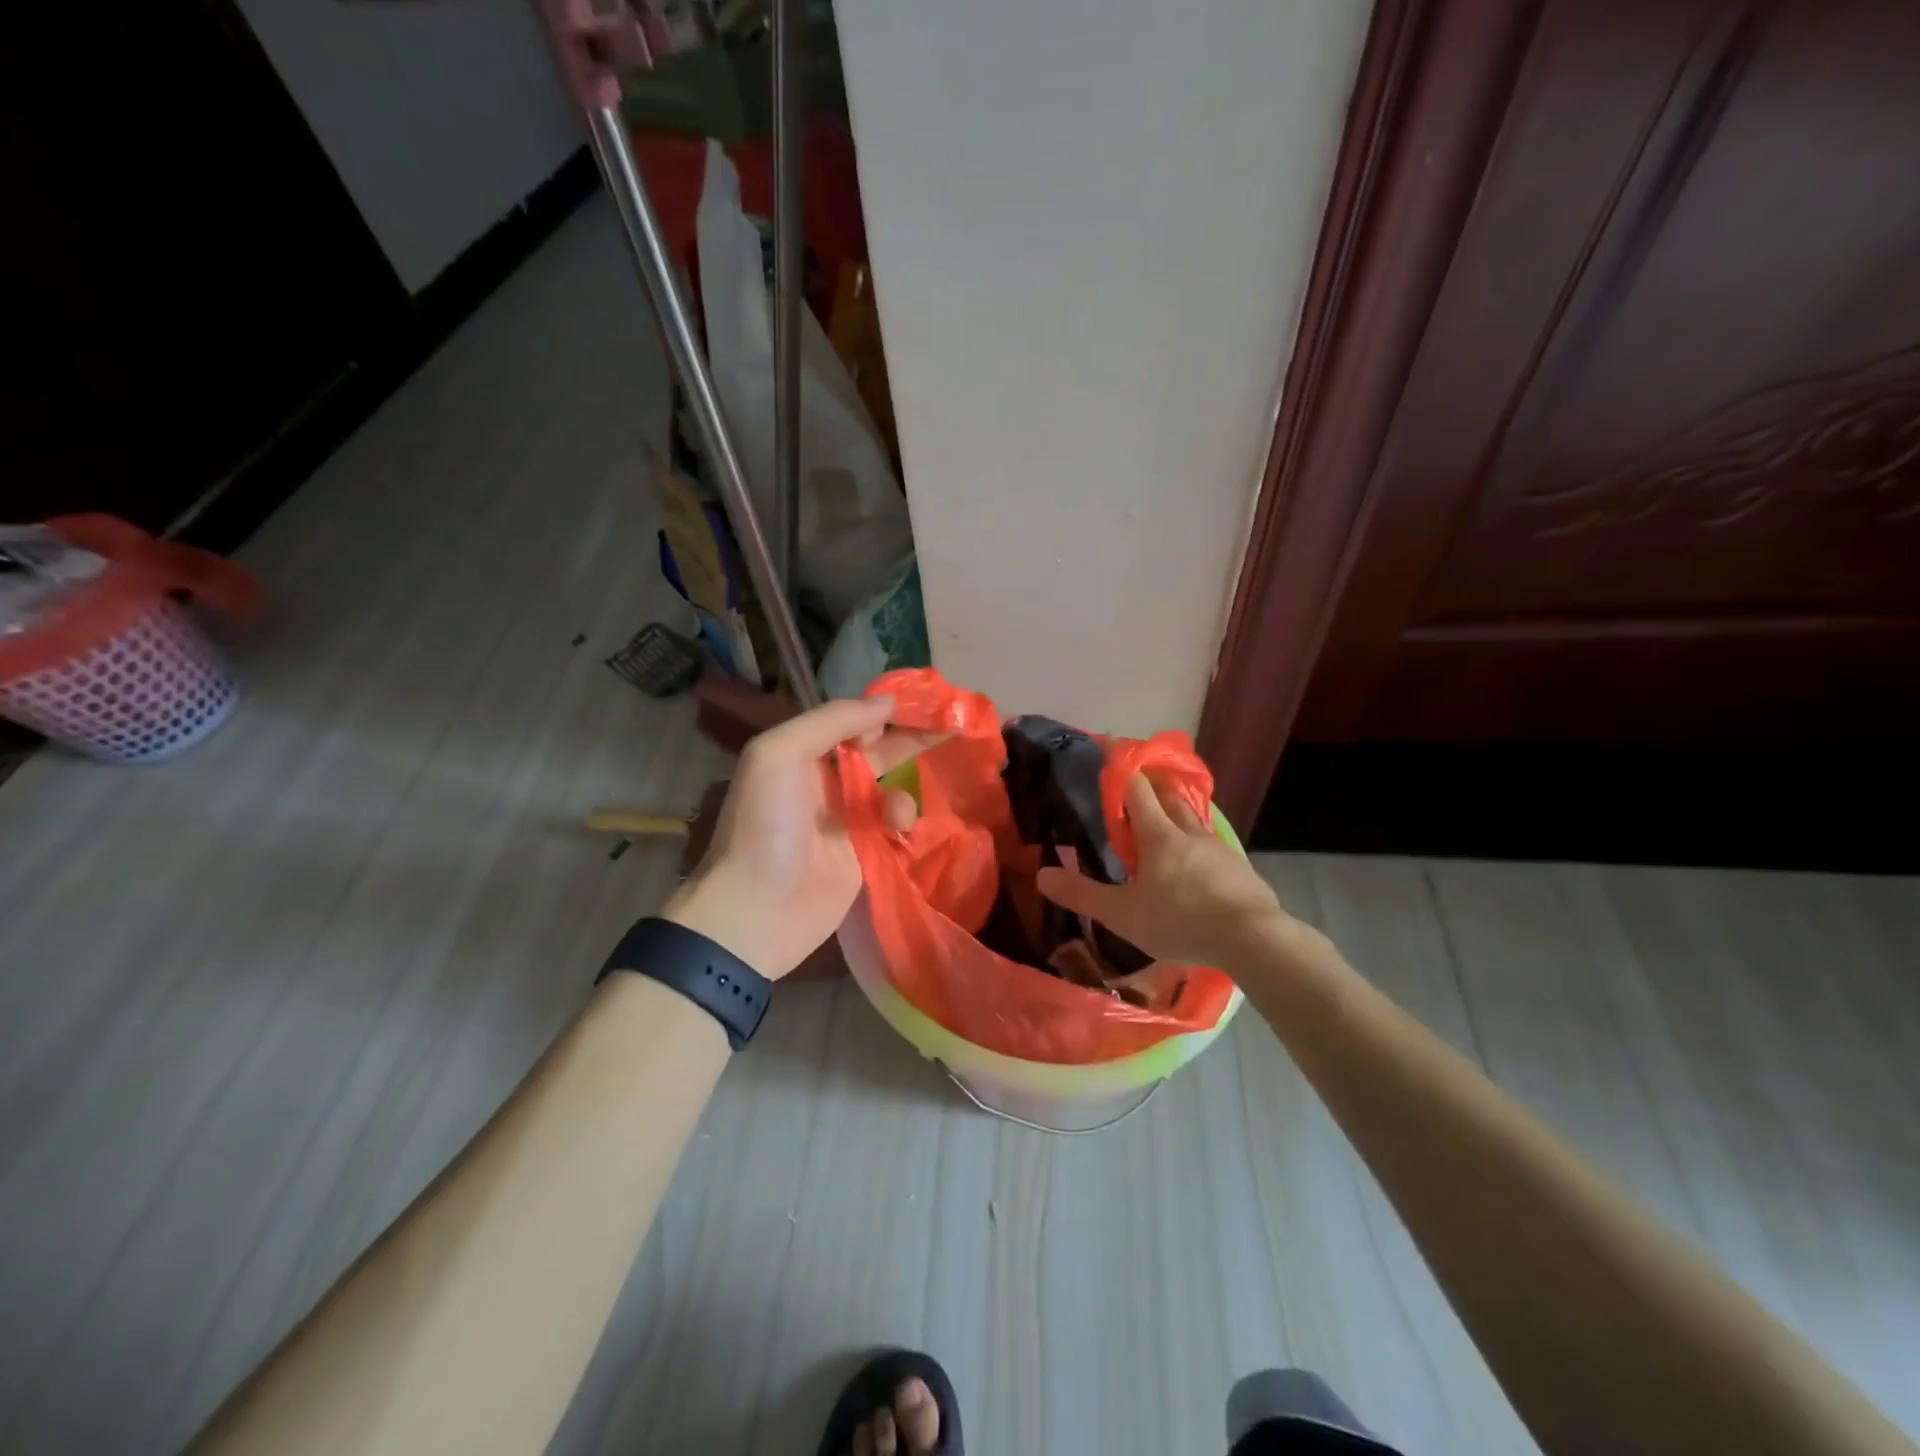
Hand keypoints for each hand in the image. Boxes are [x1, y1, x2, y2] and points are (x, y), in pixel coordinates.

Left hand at [662, 697, 934, 978]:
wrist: (758, 911)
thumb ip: (831, 720)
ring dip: (901, 795)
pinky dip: (904, 823)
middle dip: (910, 739)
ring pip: (892, 789)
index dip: (882, 712)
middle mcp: (825, 781)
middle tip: (951, 727)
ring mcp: (847, 819)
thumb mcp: (779, 754)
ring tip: (894, 816)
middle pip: (877, 751)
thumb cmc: (764, 826)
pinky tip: (899, 833)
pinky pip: (896, 826)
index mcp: (801, 753)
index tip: (918, 706)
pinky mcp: (866, 853)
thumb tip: (887, 705)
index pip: (850, 721)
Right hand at [1035, 775, 1290, 969]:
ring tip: (1164, 824)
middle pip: (1169, 797)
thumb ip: (1082, 895)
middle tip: (1137, 785)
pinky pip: (1212, 848)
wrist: (1253, 940)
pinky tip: (1196, 865)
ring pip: (1193, 821)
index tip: (1110, 751)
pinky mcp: (1240, 870)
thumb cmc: (1181, 921)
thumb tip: (1042, 875)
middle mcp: (1189, 832)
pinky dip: (1197, 846)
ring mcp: (1219, 850)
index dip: (1122, 769)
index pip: (1137, 789)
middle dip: (1152, 787)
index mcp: (1159, 835)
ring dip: (1176, 815)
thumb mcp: (1122, 914)